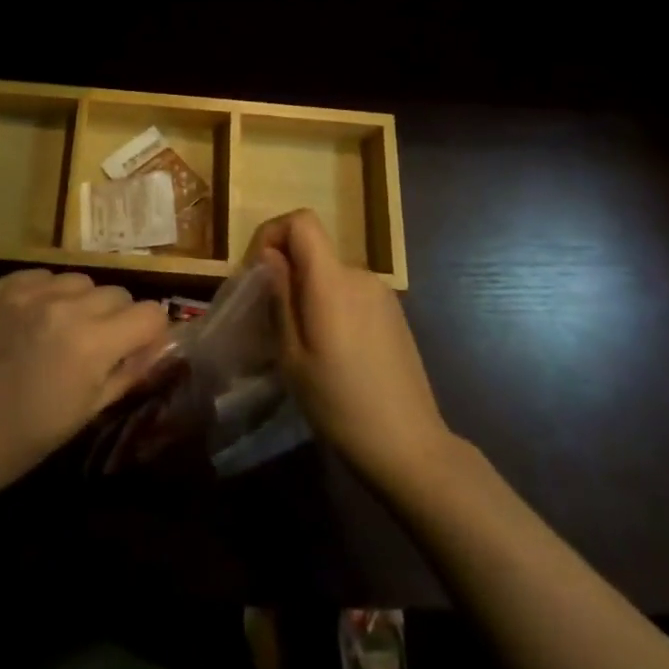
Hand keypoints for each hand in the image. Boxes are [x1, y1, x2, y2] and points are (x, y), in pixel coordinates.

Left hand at [0, 269, 168, 490]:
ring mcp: (30, 291)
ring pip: (80, 280)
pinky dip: (46, 294)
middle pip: (117, 293)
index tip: (138, 346)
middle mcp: (66, 306)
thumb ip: (130, 370)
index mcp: (93, 343)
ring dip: (81, 302)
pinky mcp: (1, 285)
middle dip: (116, 317)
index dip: (150, 332)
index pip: (150, 312)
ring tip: (60, 330)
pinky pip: (42, 276)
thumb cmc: (27, 436)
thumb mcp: (89, 411)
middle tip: (96, 344)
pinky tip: (31, 321)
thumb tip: (158, 344)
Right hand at [253, 210, 453, 494]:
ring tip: (302, 342)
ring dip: (310, 292)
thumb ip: (280, 298)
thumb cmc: (340, 404)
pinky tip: (334, 352)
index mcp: (332, 281)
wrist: (410, 447)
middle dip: (287, 272)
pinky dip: (333, 306)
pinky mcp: (394, 313)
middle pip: (314, 250)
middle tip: (271, 318)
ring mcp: (382, 293)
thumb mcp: (293, 357)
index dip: (274, 232)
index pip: (302, 221)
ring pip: (331, 274)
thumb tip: (270, 256)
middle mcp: (359, 275)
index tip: (258, 271)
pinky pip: (352, 293)